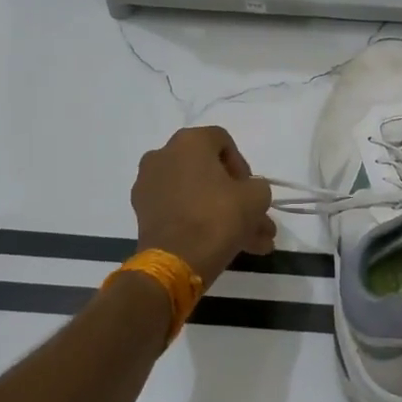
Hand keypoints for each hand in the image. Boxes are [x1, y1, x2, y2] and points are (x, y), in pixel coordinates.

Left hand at [131, 126, 275, 287]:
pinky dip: (200, 222)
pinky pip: (180, 210)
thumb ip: (258, 186)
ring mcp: (149, 185)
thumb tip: (249, 193)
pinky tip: (226, 246)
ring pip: (197, 196)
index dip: (243, 166)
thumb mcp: (257, 197)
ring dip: (224, 215)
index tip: (251, 191)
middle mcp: (163, 155)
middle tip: (256, 222)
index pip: (223, 142)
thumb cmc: (219, 216)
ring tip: (251, 244)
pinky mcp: (143, 212)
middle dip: (236, 199)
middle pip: (209, 173)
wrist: (176, 260)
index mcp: (189, 141)